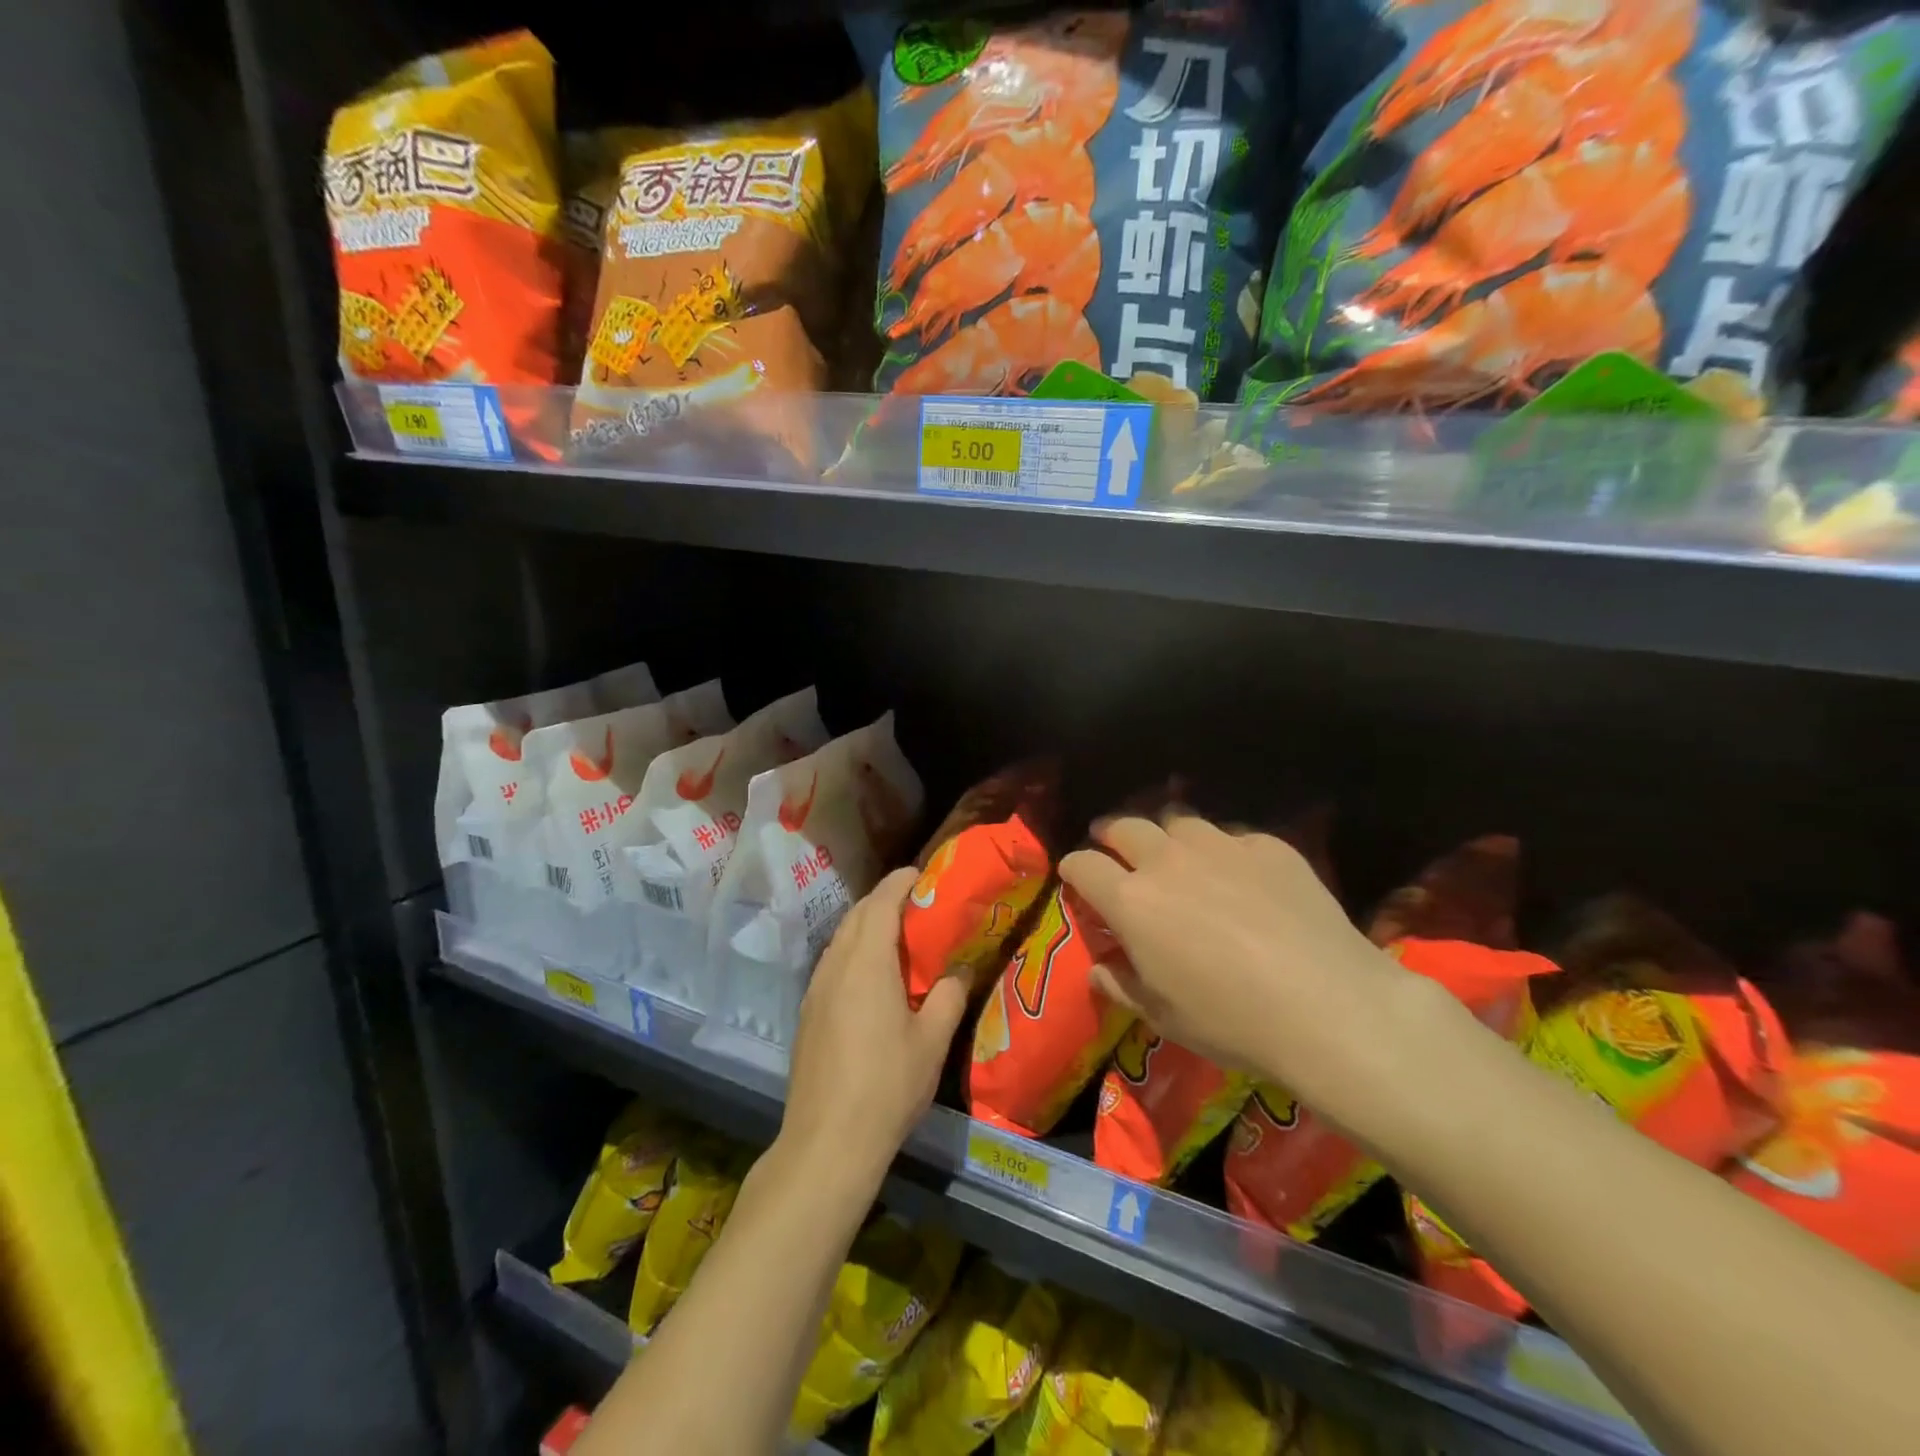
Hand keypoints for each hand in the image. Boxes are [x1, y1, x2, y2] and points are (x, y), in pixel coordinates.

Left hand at [781, 868, 970, 1183]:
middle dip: (884, 900)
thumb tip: (959, 969)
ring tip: (898, 938)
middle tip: (918, 906)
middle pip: (857, 915)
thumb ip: (949, 996)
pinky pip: (832, 963)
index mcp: (867, 961)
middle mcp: (835, 965)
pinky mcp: (807, 1012)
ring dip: (867, 926)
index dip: (901, 881)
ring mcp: (815, 989)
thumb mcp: (932, 1041)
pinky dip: (853, 953)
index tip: (922, 874)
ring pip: (841, 939)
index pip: (881, 902)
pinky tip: (872, 978)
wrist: (827, 1141)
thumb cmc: (887, 1085)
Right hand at [1058, 814, 1448, 1141]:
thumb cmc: (1232, 1021)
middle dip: (1111, 835)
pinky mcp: (1268, 847)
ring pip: (1178, 822)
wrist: (1329, 1006)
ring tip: (1177, 855)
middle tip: (1114, 848)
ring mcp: (1221, 847)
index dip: (1074, 868)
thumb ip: (1122, 985)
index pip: (1083, 865)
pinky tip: (1241, 877)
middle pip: (1125, 827)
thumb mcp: (1164, 1017)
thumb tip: (1099, 969)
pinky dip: (1224, 851)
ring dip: (1167, 837)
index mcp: (1132, 901)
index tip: (1075, 876)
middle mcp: (1167, 861)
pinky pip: (1233, 838)